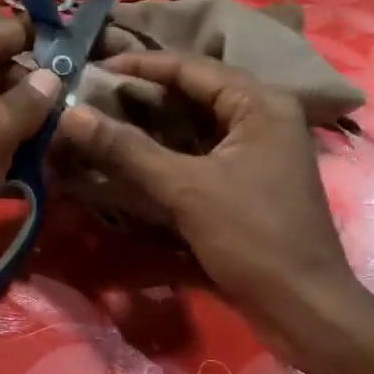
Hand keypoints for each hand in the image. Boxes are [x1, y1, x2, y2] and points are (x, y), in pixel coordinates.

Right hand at [57, 50, 373, 373]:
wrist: (303, 307)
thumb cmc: (253, 238)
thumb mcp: (187, 189)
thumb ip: (127, 149)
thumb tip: (70, 115)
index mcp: (260, 103)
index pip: (190, 67)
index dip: (138, 65)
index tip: (91, 67)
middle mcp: (262, 116)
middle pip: (192, 93)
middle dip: (141, 95)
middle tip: (89, 96)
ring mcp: (256, 150)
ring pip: (194, 125)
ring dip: (150, 125)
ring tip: (101, 121)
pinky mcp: (247, 180)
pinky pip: (199, 153)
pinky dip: (165, 153)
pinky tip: (131, 158)